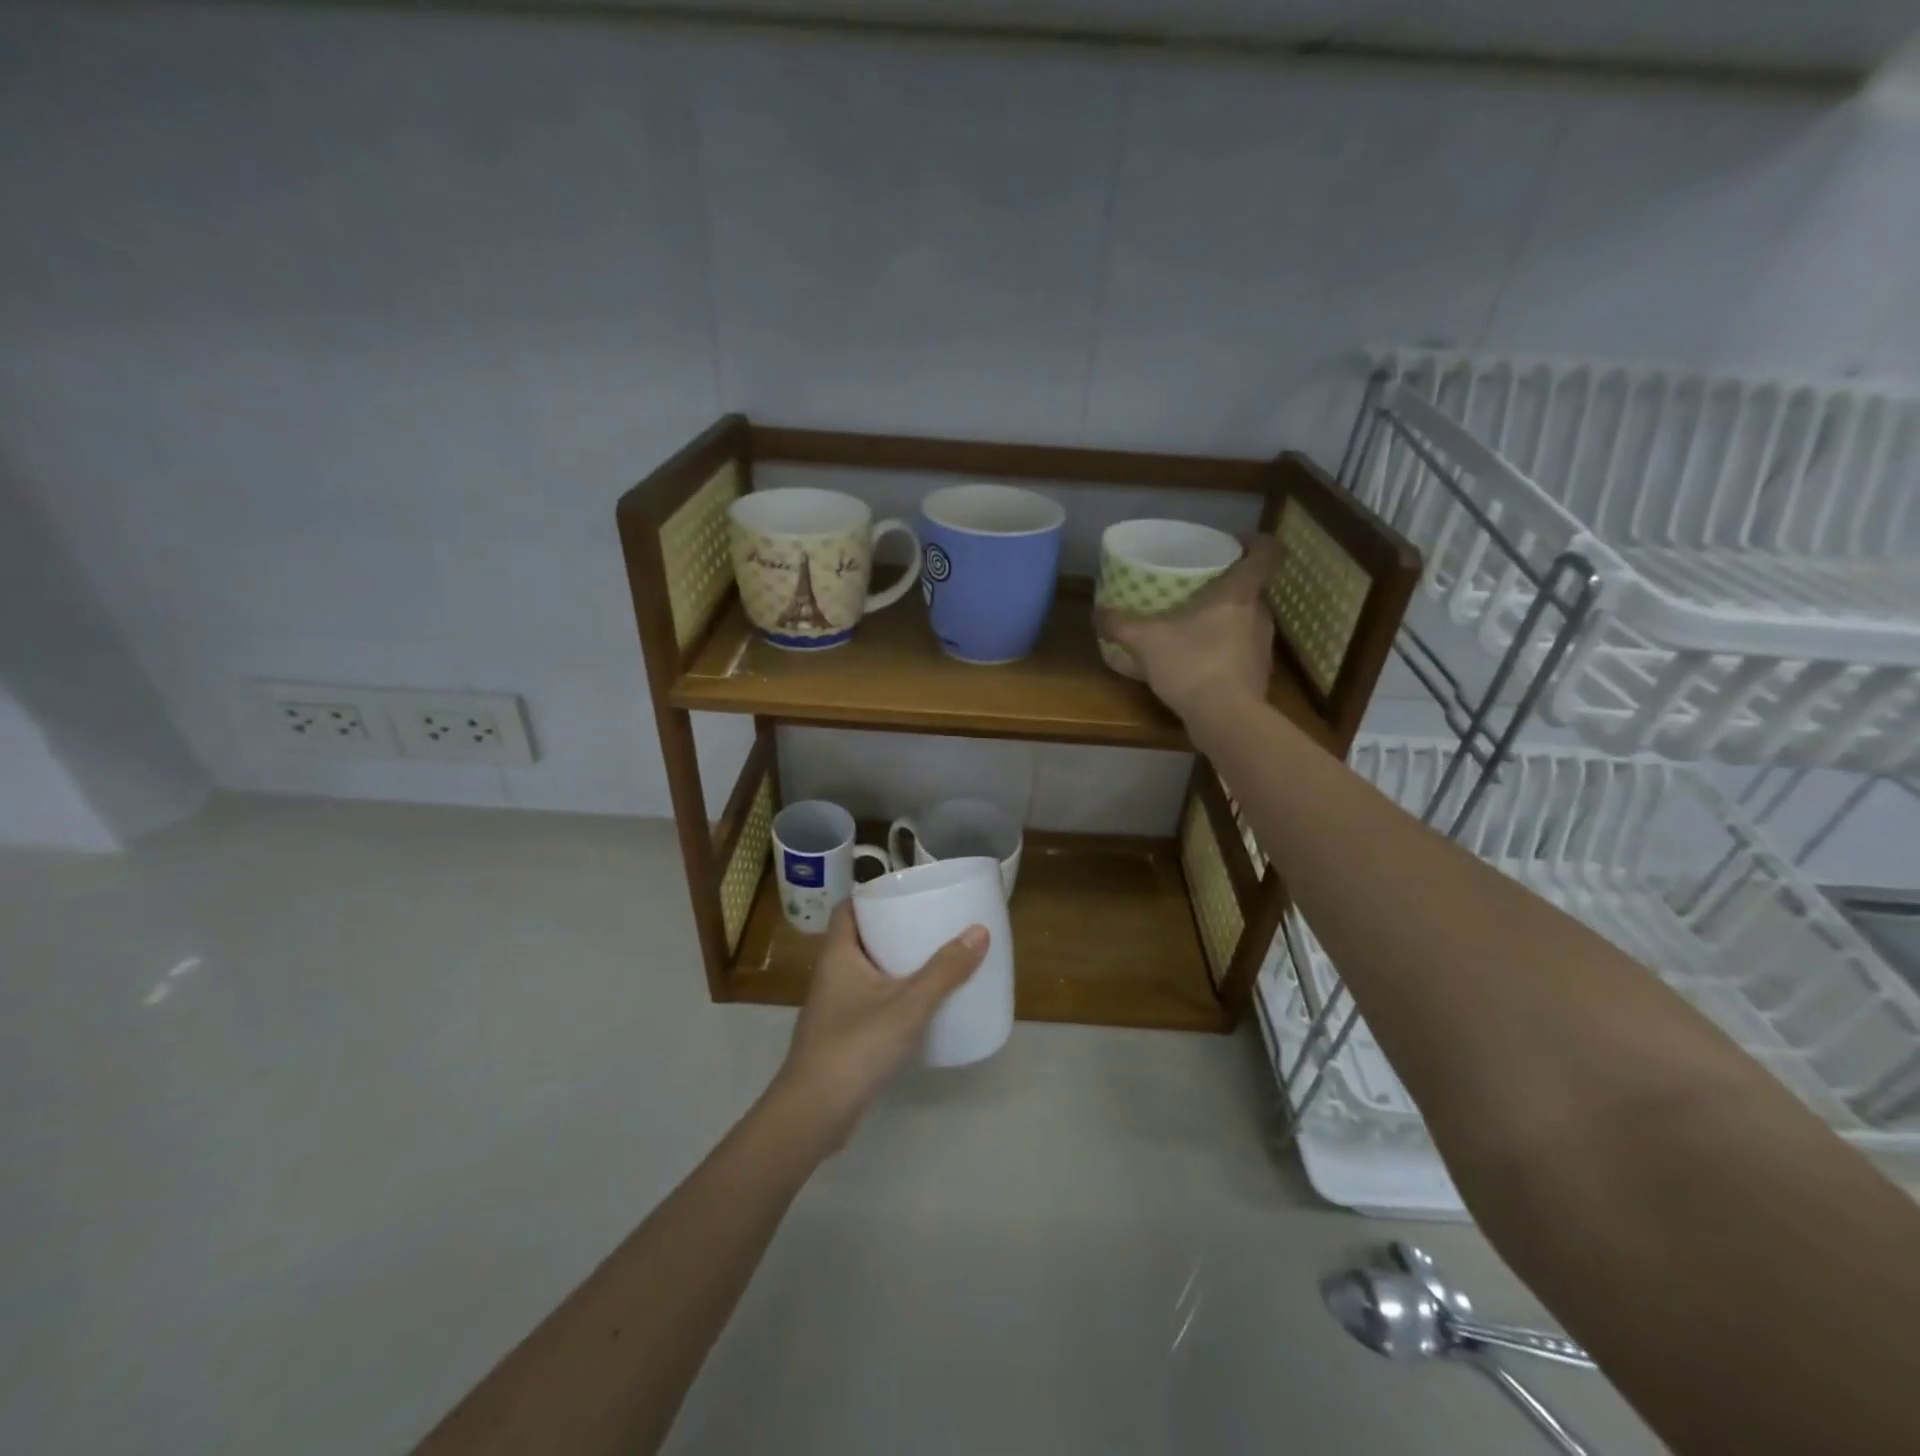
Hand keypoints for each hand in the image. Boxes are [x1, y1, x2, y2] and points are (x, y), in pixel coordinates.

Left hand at [770, 900, 988, 1144]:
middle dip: (893, 927)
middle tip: (932, 921)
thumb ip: (944, 971)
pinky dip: (893, 991)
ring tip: (934, 955)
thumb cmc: (855, 1046)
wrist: (815, 1112)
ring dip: (895, 961)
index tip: (909, 891)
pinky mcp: (843, 1032)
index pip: (849, 908)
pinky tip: (921, 1002)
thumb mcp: (908, 1005)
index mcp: (838, 954)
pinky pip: (871, 997)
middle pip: (862, 936)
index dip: (875, 895)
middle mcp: (832, 972)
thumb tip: (979, 931)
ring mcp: (835, 1004)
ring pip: (867, 969)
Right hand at [1095, 535, 1275, 722]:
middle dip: (1227, 584)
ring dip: (1225, 618)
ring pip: (1246, 619)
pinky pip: (1241, 649)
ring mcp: (1263, 646)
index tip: (1233, 542)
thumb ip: (1119, 624)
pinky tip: (1198, 660)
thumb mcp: (1145, 641)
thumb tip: (1097, 614)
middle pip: (1251, 587)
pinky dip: (1224, 648)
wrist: (1226, 718)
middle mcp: (1259, 614)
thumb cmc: (1192, 664)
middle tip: (1198, 587)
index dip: (1254, 541)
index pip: (1266, 552)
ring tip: (1194, 624)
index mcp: (1240, 593)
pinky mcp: (1258, 673)